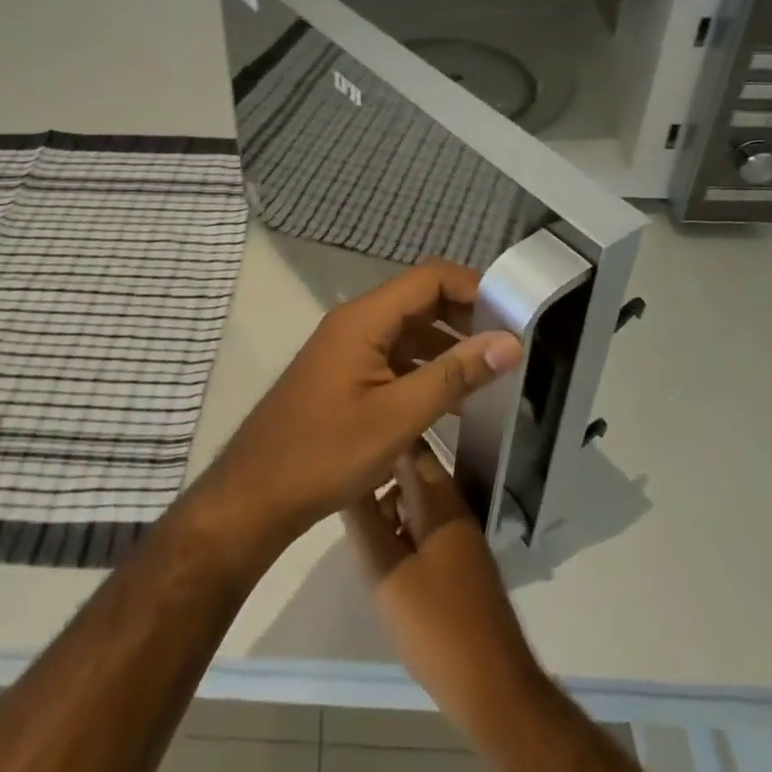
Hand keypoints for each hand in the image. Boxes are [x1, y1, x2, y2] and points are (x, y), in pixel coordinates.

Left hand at [192, 260, 522, 564]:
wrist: (257, 493)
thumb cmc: (326, 452)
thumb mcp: (398, 417)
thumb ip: (454, 376)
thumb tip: (509, 342)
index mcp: (363, 319)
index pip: (429, 277)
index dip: (473, 288)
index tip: (514, 316)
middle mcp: (355, 323)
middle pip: (419, 299)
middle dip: (465, 317)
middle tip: (509, 348)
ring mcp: (347, 349)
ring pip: (409, 331)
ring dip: (448, 346)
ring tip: (492, 377)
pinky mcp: (346, 375)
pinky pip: (394, 357)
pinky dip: (426, 369)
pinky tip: (454, 402)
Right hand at [343, 439, 543, 737]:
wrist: (493, 689)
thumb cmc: (435, 625)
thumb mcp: (386, 571)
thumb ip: (363, 520)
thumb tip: (347, 477)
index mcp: (440, 501)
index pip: (412, 446)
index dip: (381, 436)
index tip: (347, 437)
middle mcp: (454, 510)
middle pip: (414, 472)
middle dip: (379, 474)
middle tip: (342, 487)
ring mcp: (461, 539)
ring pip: (418, 503)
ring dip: (389, 506)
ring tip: (358, 527)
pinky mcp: (461, 566)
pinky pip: (425, 529)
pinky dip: (402, 531)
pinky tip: (383, 558)